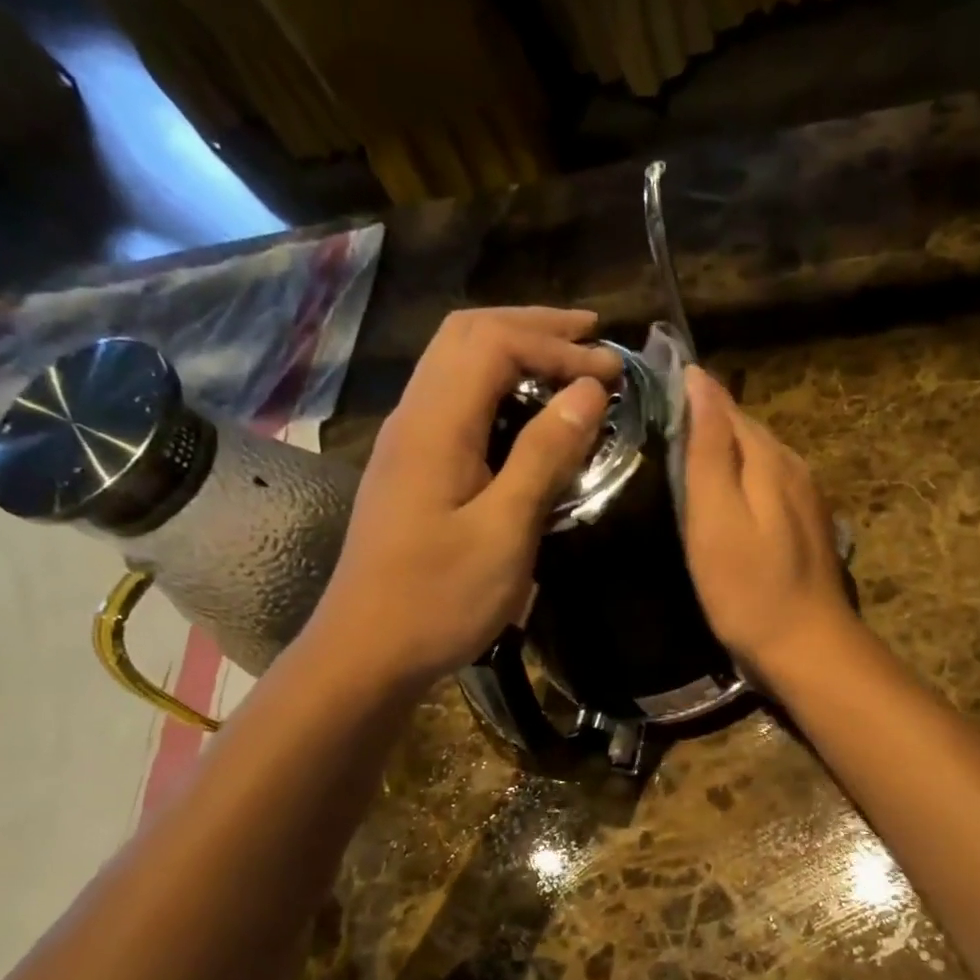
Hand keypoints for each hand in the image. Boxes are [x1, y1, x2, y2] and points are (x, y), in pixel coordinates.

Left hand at [312, 308, 618, 684]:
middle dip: (533, 327)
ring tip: (568, 363)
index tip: (613, 372)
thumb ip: (545, 456)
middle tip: (591, 337)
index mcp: (435, 426)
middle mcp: (414, 418)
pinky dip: (498, 386)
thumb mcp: (505, 531)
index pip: (494, 343)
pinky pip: (455, 400)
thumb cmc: (439, 600)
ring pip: (455, 363)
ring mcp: (407, 442)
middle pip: (466, 335)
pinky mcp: (411, 468)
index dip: (558, 346)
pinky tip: (528, 412)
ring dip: (514, 350)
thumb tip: (590, 392)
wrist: (366, 652)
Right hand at [682, 366, 854, 683]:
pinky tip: (722, 502)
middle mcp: (794, 467)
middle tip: (655, 429)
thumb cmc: (748, 587)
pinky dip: (740, 485)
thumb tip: (699, 380)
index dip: (689, 394)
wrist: (807, 647)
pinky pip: (767, 488)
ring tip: (681, 461)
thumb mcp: (715, 516)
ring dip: (723, 455)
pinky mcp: (806, 527)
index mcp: (769, 457)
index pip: (724, 405)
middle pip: (744, 431)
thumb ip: (708, 448)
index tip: (648, 392)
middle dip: (705, 423)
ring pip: (757, 459)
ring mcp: (806, 498)